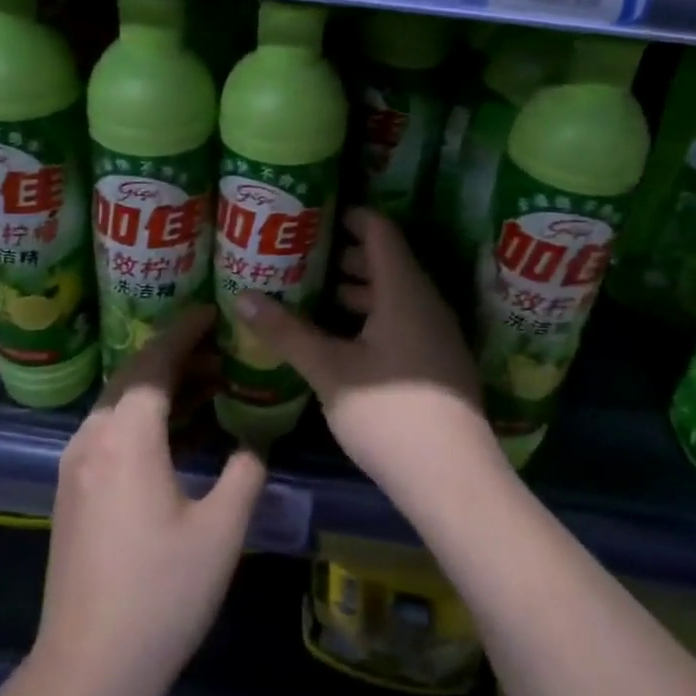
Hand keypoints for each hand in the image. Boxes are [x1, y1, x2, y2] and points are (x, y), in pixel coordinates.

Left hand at [33, 304, 264, 695]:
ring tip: (209, 382)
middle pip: (133, 376)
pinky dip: (146, 416)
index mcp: (126, 439)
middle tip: (221, 346)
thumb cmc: (161, 597)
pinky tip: (180, 431)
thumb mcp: (221, 531)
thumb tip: (252, 442)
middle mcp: (92, 439)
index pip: (154, 362)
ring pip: (120, 403)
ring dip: (161, 386)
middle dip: (175, 354)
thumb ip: (245, 472)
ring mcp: (76, 466)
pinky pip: (111, 431)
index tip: (214, 311)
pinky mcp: (74, 491)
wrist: (86, 672)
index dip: (185, 331)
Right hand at [234, 209, 500, 503]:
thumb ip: (288, 332)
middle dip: (343, 255)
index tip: (312, 215)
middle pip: (386, 261)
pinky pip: (400, 320)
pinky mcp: (435, 362)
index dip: (349, 216)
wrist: (453, 480)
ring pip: (392, 295)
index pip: (380, 231)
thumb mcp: (330, 371)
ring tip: (312, 294)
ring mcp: (435, 334)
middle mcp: (425, 303)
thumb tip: (242, 297)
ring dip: (355, 289)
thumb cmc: (389, 414)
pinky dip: (369, 316)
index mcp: (404, 291)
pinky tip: (339, 338)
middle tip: (299, 255)